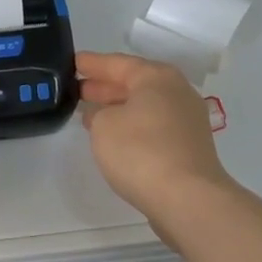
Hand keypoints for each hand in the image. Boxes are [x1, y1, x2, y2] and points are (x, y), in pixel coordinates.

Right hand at [77, 51, 236, 244]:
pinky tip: (115, 137)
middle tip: (78, 88)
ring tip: (90, 114)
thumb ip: (98, 114)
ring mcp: (187, 121)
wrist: (188, 199)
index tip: (72, 62)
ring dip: (118, 108)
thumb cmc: (141, 151)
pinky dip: (132, 126)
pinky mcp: (189, 147)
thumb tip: (104, 116)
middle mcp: (177, 92)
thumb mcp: (103, 125)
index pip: (117, 63)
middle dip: (105, 86)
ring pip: (145, 106)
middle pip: (135, 83)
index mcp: (157, 77)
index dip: (92, 63)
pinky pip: (153, 126)